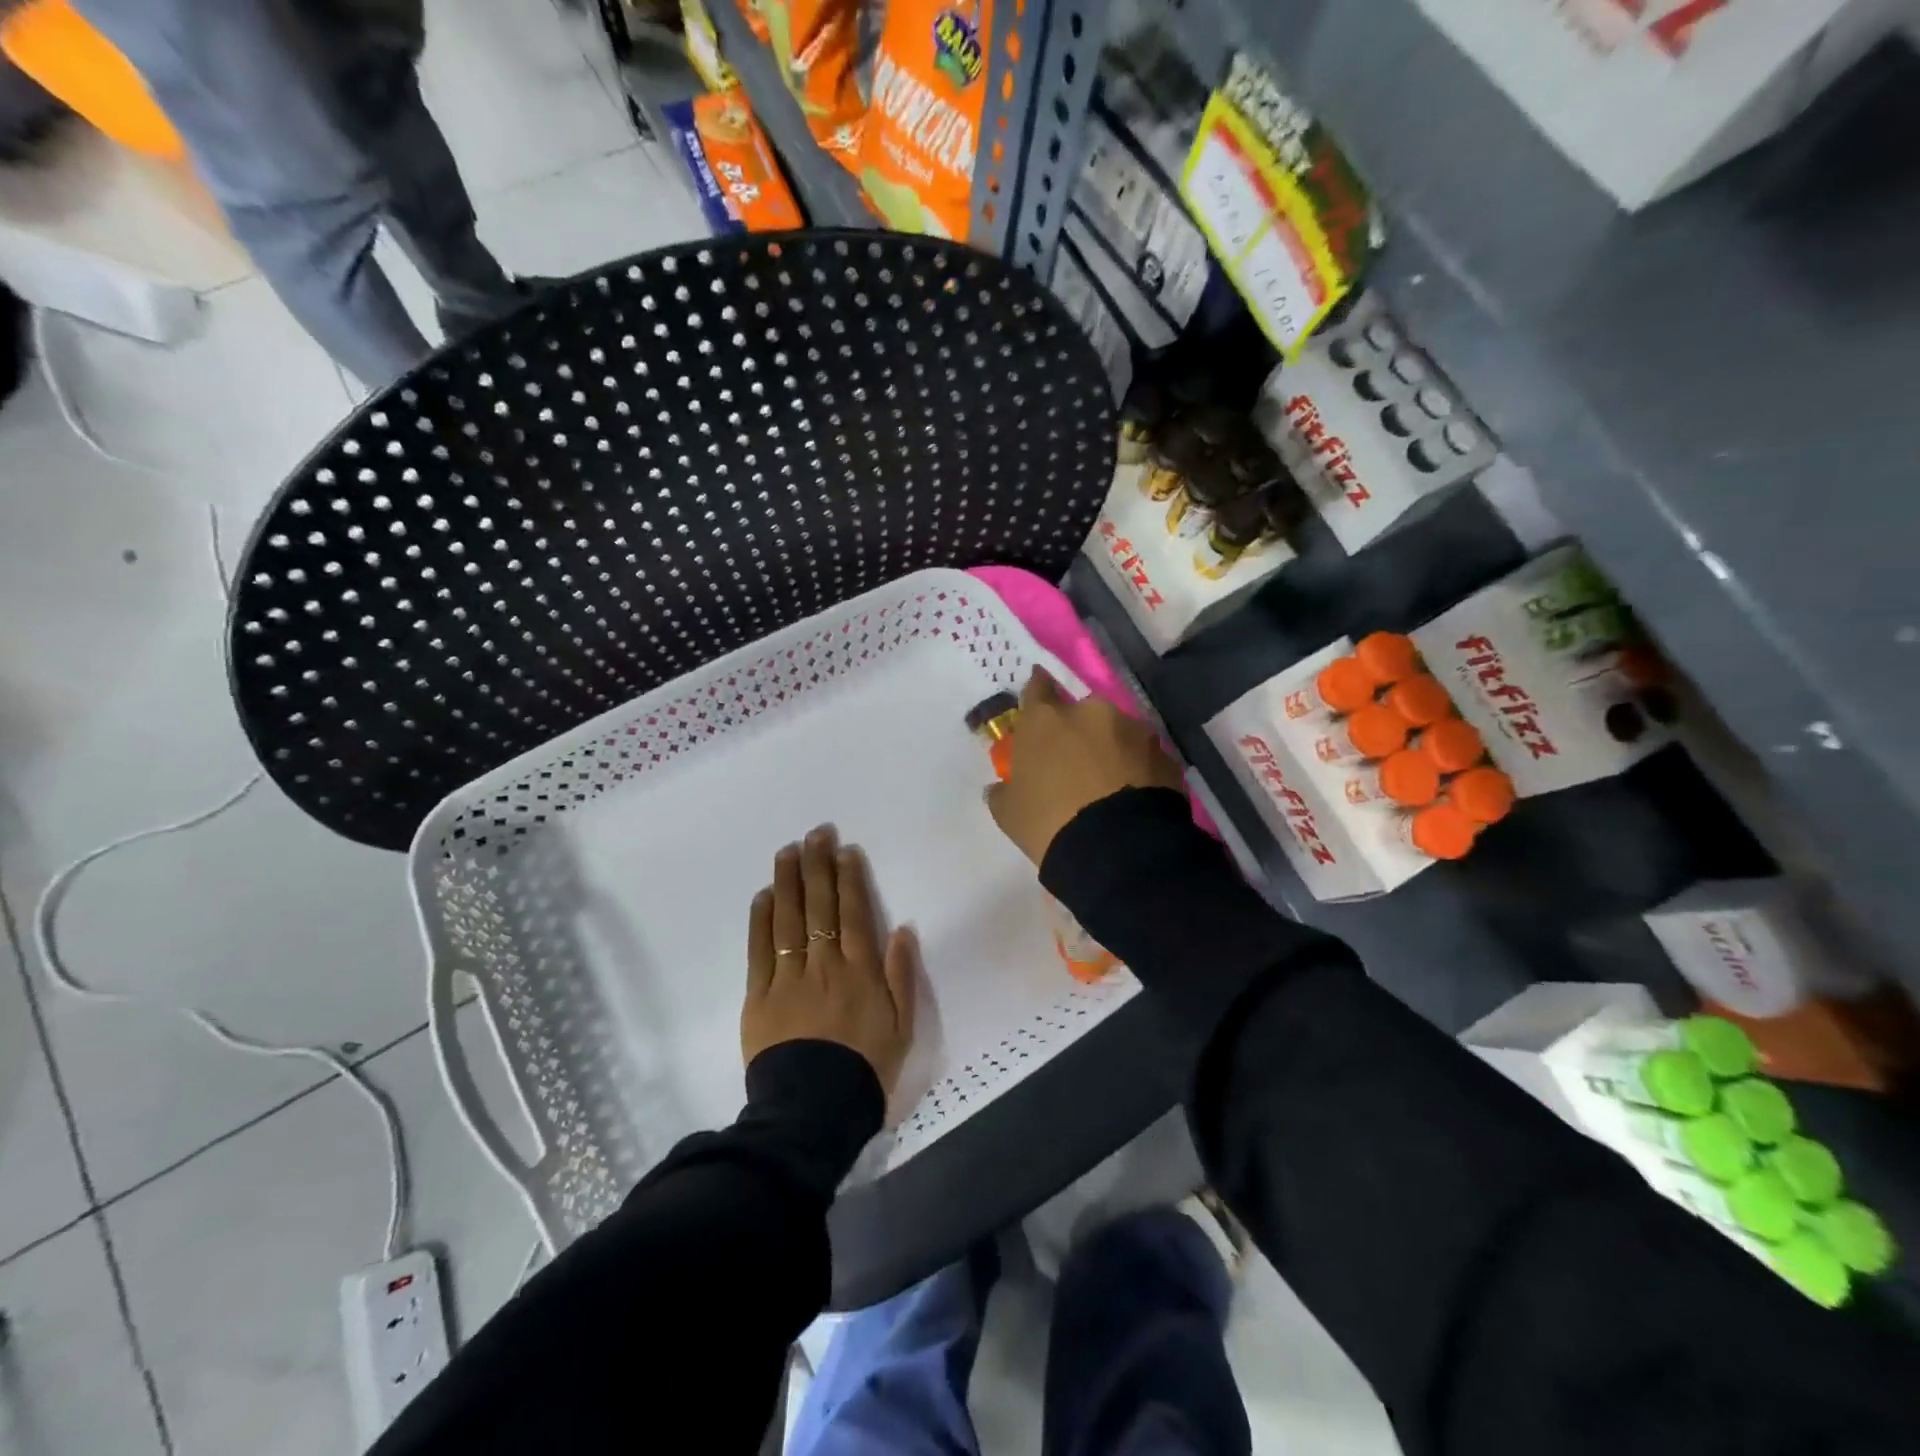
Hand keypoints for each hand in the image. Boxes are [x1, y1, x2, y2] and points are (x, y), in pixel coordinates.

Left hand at [743, 826, 917, 1096]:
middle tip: (816, 833)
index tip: (845, 850)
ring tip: (788, 850)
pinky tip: (764, 895)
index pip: (853, 912)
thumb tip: (901, 929)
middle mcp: (824, 964)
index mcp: (860, 971)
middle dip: (819, 865)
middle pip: (820, 906)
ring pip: (788, 919)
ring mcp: (788, 978)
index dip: (849, 878)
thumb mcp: (902, 1027)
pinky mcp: (759, 996)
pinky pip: (760, 950)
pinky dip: (762, 920)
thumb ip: (901, 975)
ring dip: (789, 881)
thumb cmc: (864, 1069)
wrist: (813, 1111)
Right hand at [986, 668, 1184, 865]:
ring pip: (1117, 732)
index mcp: (1046, 720)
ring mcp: (1133, 731)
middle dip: (1079, 731)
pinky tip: (1132, 796)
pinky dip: (1137, 768)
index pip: (1037, 689)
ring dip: (1111, 748)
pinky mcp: (1164, 754)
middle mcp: (1091, 713)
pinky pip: (1143, 756)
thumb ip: (1004, 790)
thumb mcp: (1008, 813)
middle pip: (1082, 713)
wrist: (1117, 850)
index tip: (1038, 699)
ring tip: (1110, 783)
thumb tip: (1003, 786)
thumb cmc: (1049, 824)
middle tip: (1075, 762)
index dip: (1037, 693)